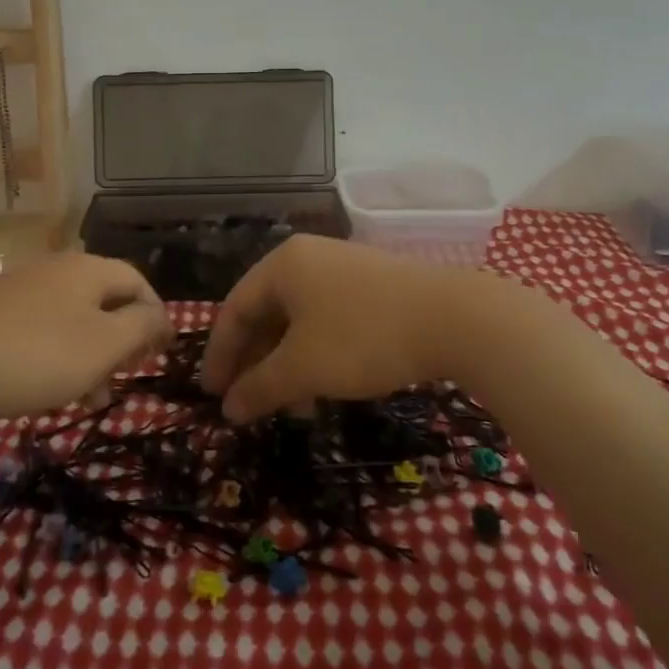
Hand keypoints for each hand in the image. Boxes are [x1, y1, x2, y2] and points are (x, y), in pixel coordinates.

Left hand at [0, 254, 172, 417]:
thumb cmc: (43, 353)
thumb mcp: (106, 344)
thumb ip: (142, 326)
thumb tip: (160, 316)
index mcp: (88, 268)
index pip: (137, 282)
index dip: (156, 315)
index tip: (162, 352)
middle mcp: (56, 268)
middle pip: (104, 300)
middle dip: (122, 340)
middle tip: (125, 375)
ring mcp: (21, 288)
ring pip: (72, 319)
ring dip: (91, 354)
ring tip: (91, 396)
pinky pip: (41, 328)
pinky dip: (58, 354)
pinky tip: (52, 387)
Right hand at [200, 236, 486, 419]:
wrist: (456, 319)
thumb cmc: (363, 337)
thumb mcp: (303, 368)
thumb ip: (259, 388)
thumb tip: (228, 410)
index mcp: (282, 265)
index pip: (234, 309)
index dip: (219, 355)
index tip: (212, 394)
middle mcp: (308, 258)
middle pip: (266, 313)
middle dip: (255, 363)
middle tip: (247, 403)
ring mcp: (343, 269)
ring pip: (299, 320)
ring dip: (287, 365)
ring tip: (292, 408)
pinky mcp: (373, 286)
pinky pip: (327, 320)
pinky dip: (316, 354)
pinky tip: (324, 386)